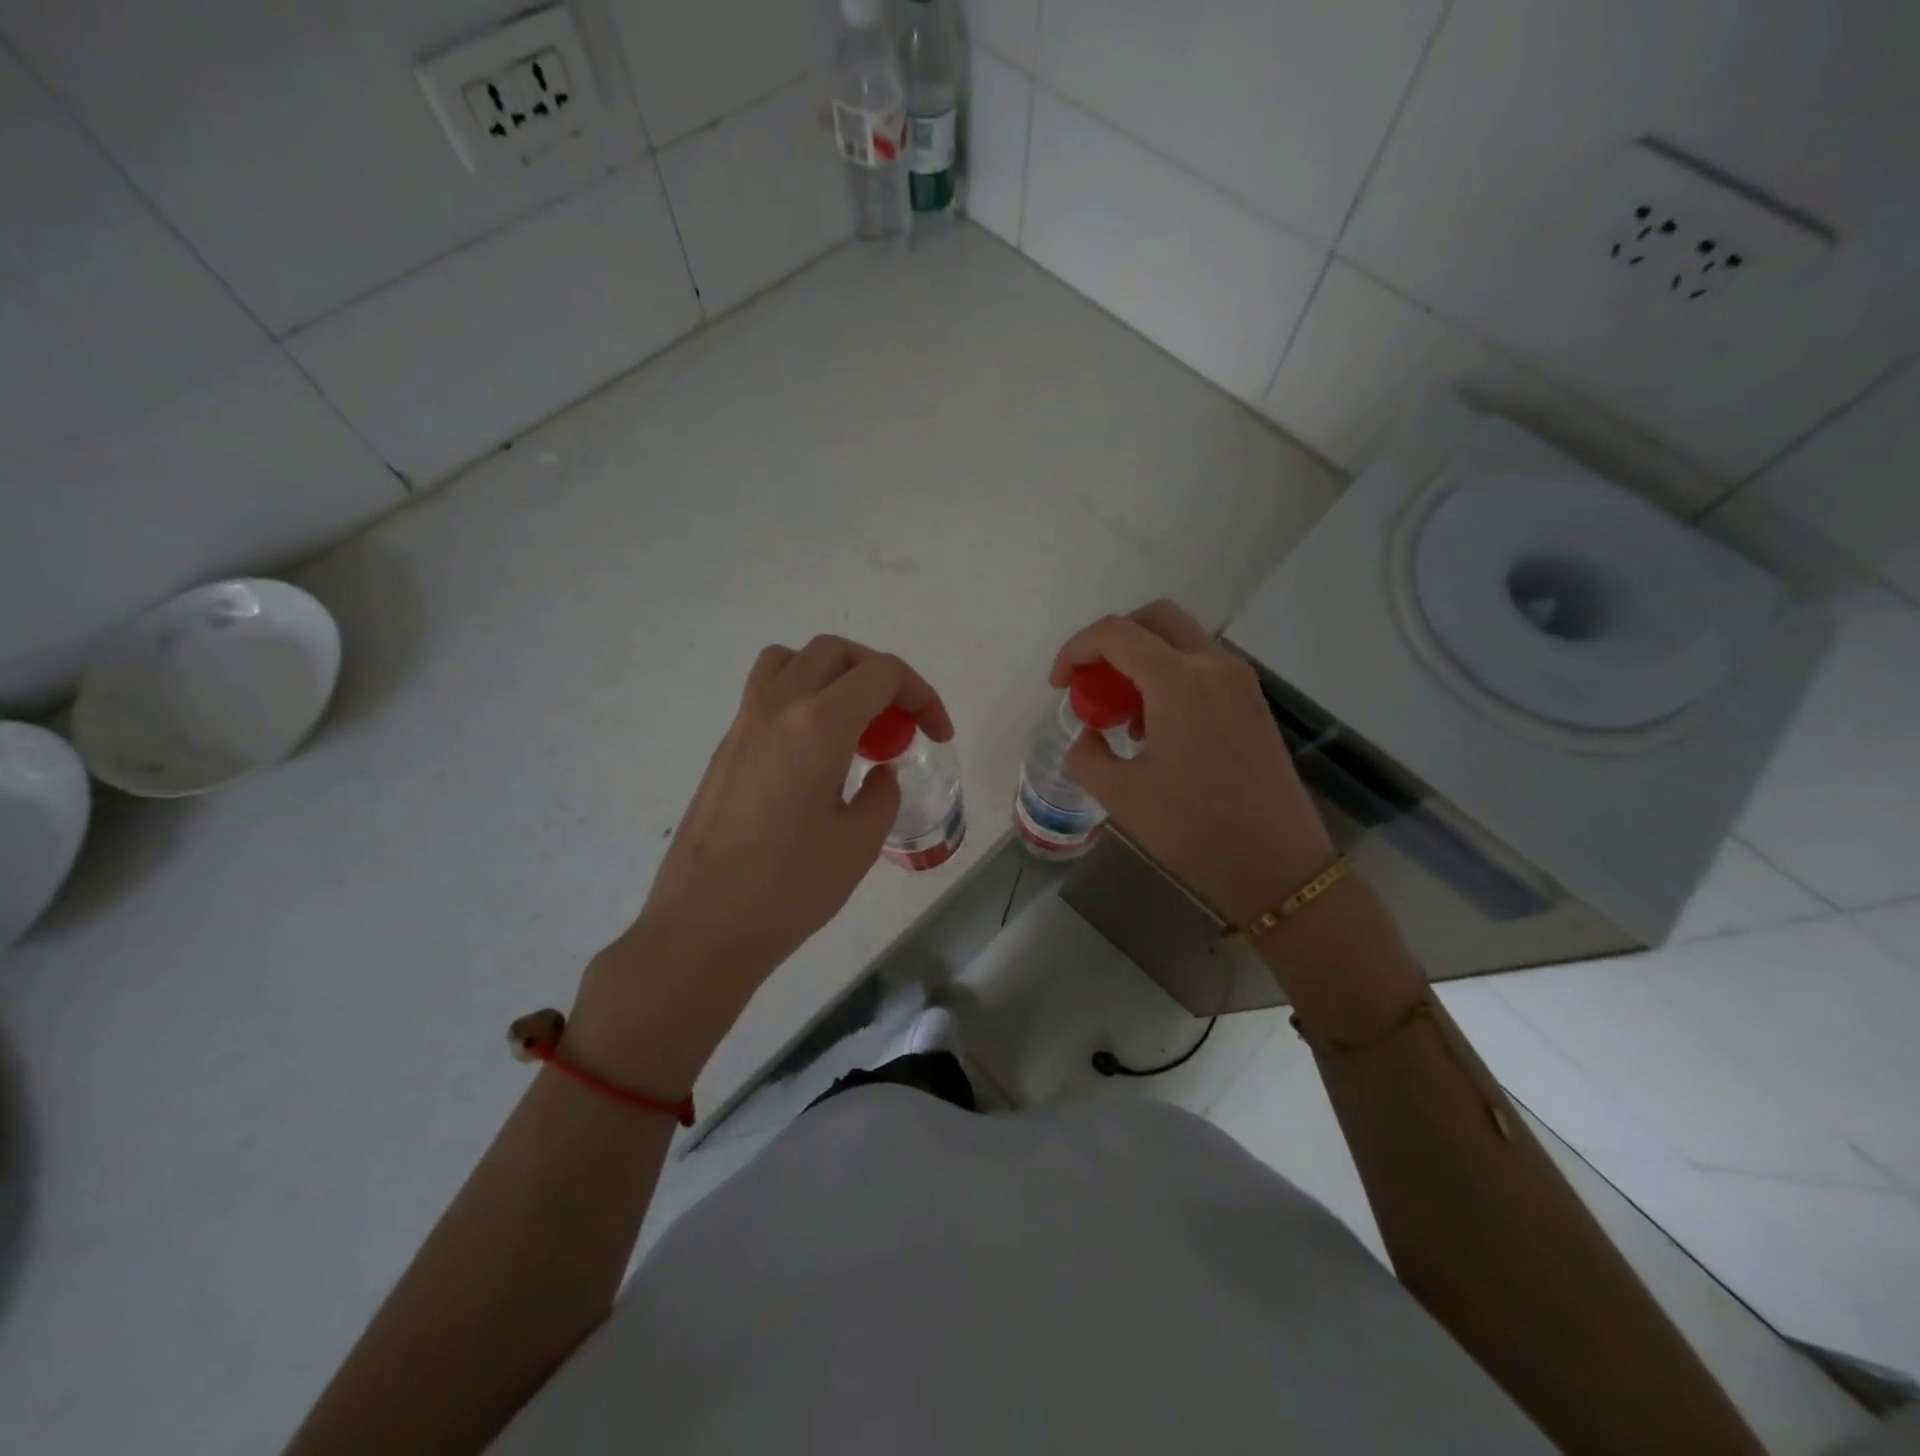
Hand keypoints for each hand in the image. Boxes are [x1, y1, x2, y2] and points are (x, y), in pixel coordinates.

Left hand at [570, 636, 951, 1086]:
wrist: (702, 928)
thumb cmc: (789, 890)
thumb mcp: (859, 843)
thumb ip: (882, 794)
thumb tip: (879, 772)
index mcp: (817, 726)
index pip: (881, 673)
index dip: (922, 694)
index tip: (937, 735)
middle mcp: (776, 708)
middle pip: (835, 652)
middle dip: (880, 675)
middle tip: (899, 722)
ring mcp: (743, 724)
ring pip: (792, 661)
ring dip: (833, 675)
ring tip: (853, 723)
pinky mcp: (725, 748)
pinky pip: (767, 692)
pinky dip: (802, 697)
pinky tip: (815, 752)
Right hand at [1051, 600, 1335, 925]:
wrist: (1277, 865)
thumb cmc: (1194, 830)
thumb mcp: (1121, 795)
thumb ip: (1087, 754)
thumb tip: (1090, 735)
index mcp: (1178, 681)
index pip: (1115, 633)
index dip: (1076, 650)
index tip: (1059, 686)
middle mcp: (1214, 666)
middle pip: (1155, 619)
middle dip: (1113, 641)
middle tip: (1092, 684)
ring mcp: (1240, 682)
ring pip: (1182, 640)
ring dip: (1143, 660)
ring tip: (1125, 717)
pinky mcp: (1253, 703)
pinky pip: (1203, 667)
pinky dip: (1170, 677)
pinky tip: (1159, 730)